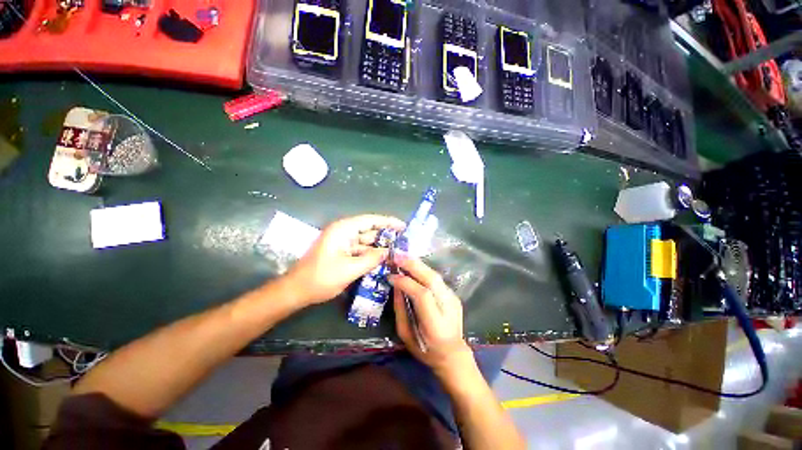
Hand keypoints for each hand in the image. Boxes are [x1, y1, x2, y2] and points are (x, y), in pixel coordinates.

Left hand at [284, 215, 404, 305]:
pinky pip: (361, 251)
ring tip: (398, 252)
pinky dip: (371, 255)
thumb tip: (389, 251)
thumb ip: (372, 259)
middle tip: (404, 243)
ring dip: (380, 247)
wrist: (297, 291)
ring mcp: (343, 243)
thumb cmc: (321, 278)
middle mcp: (344, 233)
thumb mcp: (350, 269)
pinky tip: (383, 260)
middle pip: (370, 231)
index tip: (403, 226)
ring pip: (366, 242)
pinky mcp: (342, 253)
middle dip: (386, 236)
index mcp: (343, 230)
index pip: (370, 220)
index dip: (388, 222)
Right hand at [389, 257, 474, 378]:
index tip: (391, 276)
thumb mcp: (406, 335)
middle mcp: (448, 307)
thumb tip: (396, 286)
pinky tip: (413, 267)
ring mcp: (453, 299)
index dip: (406, 282)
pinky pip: (436, 279)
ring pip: (435, 275)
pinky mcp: (454, 295)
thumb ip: (400, 310)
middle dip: (413, 265)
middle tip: (397, 257)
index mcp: (435, 323)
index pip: (422, 295)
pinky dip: (423, 270)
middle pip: (432, 279)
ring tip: (403, 257)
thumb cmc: (426, 350)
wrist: (453, 354)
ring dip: (418, 264)